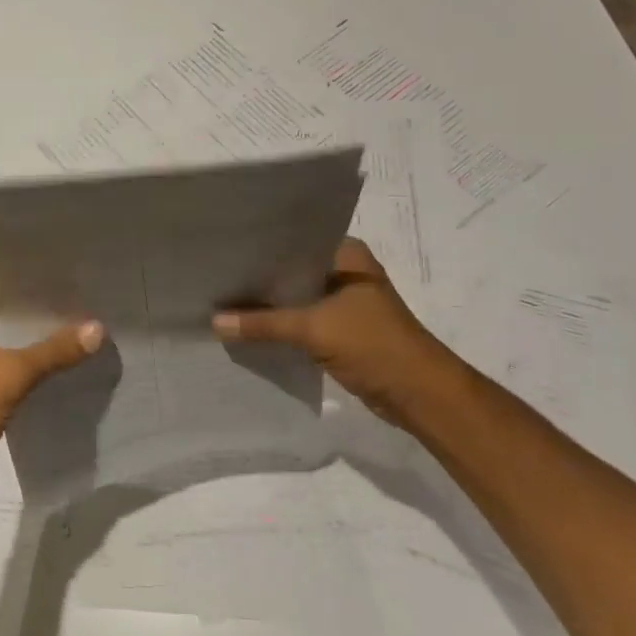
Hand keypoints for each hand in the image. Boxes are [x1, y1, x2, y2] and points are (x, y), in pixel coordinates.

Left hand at [0, 304, 103, 495]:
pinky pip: (12, 370)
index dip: (40, 289)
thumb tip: (99, 328)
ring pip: (14, 347)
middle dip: (46, 320)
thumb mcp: (14, 374)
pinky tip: (63, 368)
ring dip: (41, 347)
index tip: (76, 282)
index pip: (7, 291)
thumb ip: (56, 351)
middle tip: (89, 307)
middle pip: (13, 320)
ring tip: (83, 334)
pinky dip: (33, 370)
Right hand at [213, 238, 461, 430]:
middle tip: (218, 273)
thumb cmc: (374, 345)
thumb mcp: (314, 329)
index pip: (295, 239)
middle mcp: (346, 270)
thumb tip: (214, 321)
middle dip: (261, 277)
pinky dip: (282, 324)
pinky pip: (304, 319)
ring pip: (298, 296)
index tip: (225, 247)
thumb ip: (263, 323)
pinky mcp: (343, 329)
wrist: (421, 396)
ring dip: (270, 303)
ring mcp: (346, 301)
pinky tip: (250, 326)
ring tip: (225, 298)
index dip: (261, 245)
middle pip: (293, 269)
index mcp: (347, 254)